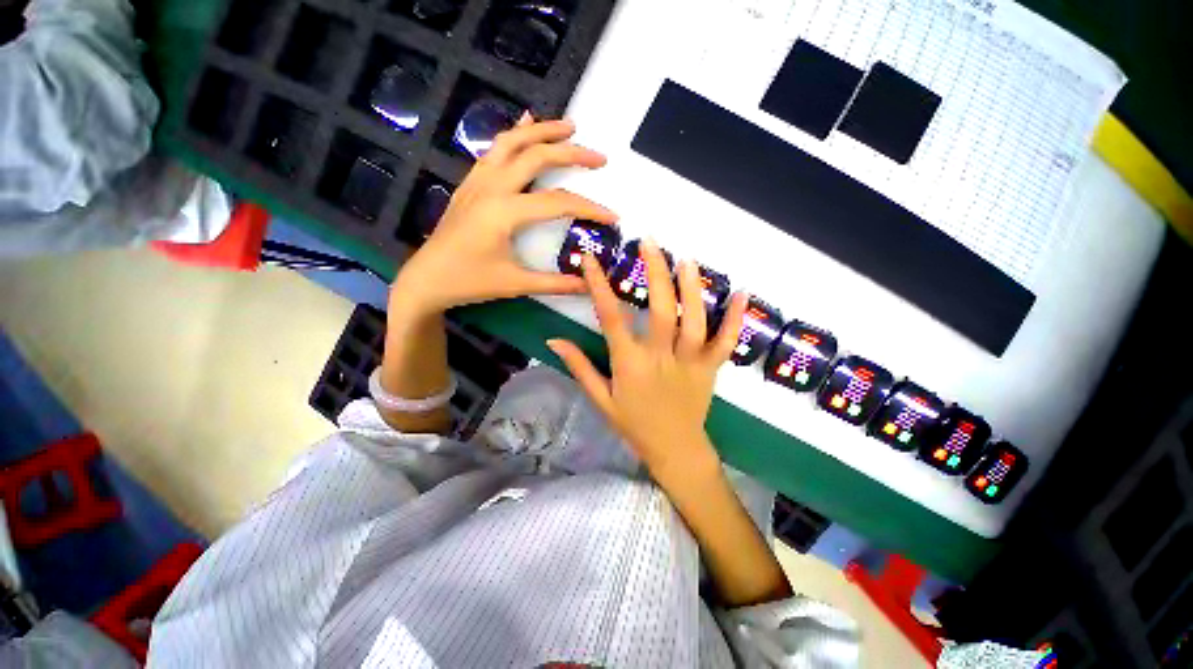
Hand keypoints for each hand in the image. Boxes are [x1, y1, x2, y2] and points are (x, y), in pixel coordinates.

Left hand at [392, 116, 616, 316]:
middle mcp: (491, 187)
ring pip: (511, 141)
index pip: (558, 203)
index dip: (590, 208)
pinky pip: (493, 149)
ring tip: (569, 126)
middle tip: (599, 157)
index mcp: (504, 212)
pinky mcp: (470, 184)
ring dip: (542, 130)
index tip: (612, 216)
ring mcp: (477, 181)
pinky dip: (514, 134)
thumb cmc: (469, 282)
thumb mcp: (516, 284)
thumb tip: (589, 285)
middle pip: (537, 156)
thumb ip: (555, 284)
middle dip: (572, 153)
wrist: (426, 279)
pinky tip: (525, 124)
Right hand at [548, 240, 747, 483]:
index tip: (592, 260)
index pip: (611, 319)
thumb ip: (579, 366)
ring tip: (686, 259)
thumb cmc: (633, 425)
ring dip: (692, 288)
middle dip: (654, 273)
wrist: (674, 450)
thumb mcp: (601, 399)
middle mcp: (661, 358)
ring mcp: (690, 362)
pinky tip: (742, 292)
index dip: (600, 286)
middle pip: (660, 310)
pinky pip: (726, 341)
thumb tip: (553, 340)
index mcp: (630, 365)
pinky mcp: (711, 368)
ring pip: (694, 321)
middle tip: (649, 243)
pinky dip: (735, 317)